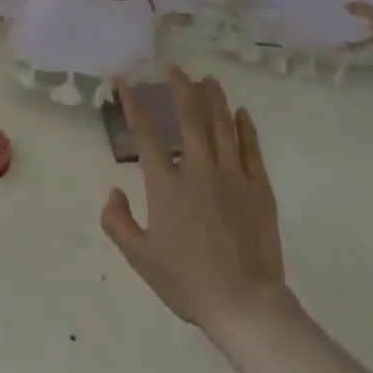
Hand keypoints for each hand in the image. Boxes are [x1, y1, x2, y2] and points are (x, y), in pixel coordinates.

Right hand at [102, 68, 290, 336]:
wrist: (244, 304)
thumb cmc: (188, 283)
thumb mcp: (140, 259)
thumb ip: (118, 223)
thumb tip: (112, 191)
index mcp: (167, 186)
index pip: (147, 136)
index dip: (135, 105)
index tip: (126, 82)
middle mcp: (199, 171)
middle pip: (190, 118)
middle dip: (181, 88)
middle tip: (175, 68)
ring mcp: (233, 176)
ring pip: (222, 126)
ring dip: (213, 98)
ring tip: (207, 78)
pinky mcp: (259, 188)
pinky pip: (251, 148)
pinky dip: (245, 126)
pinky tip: (241, 112)